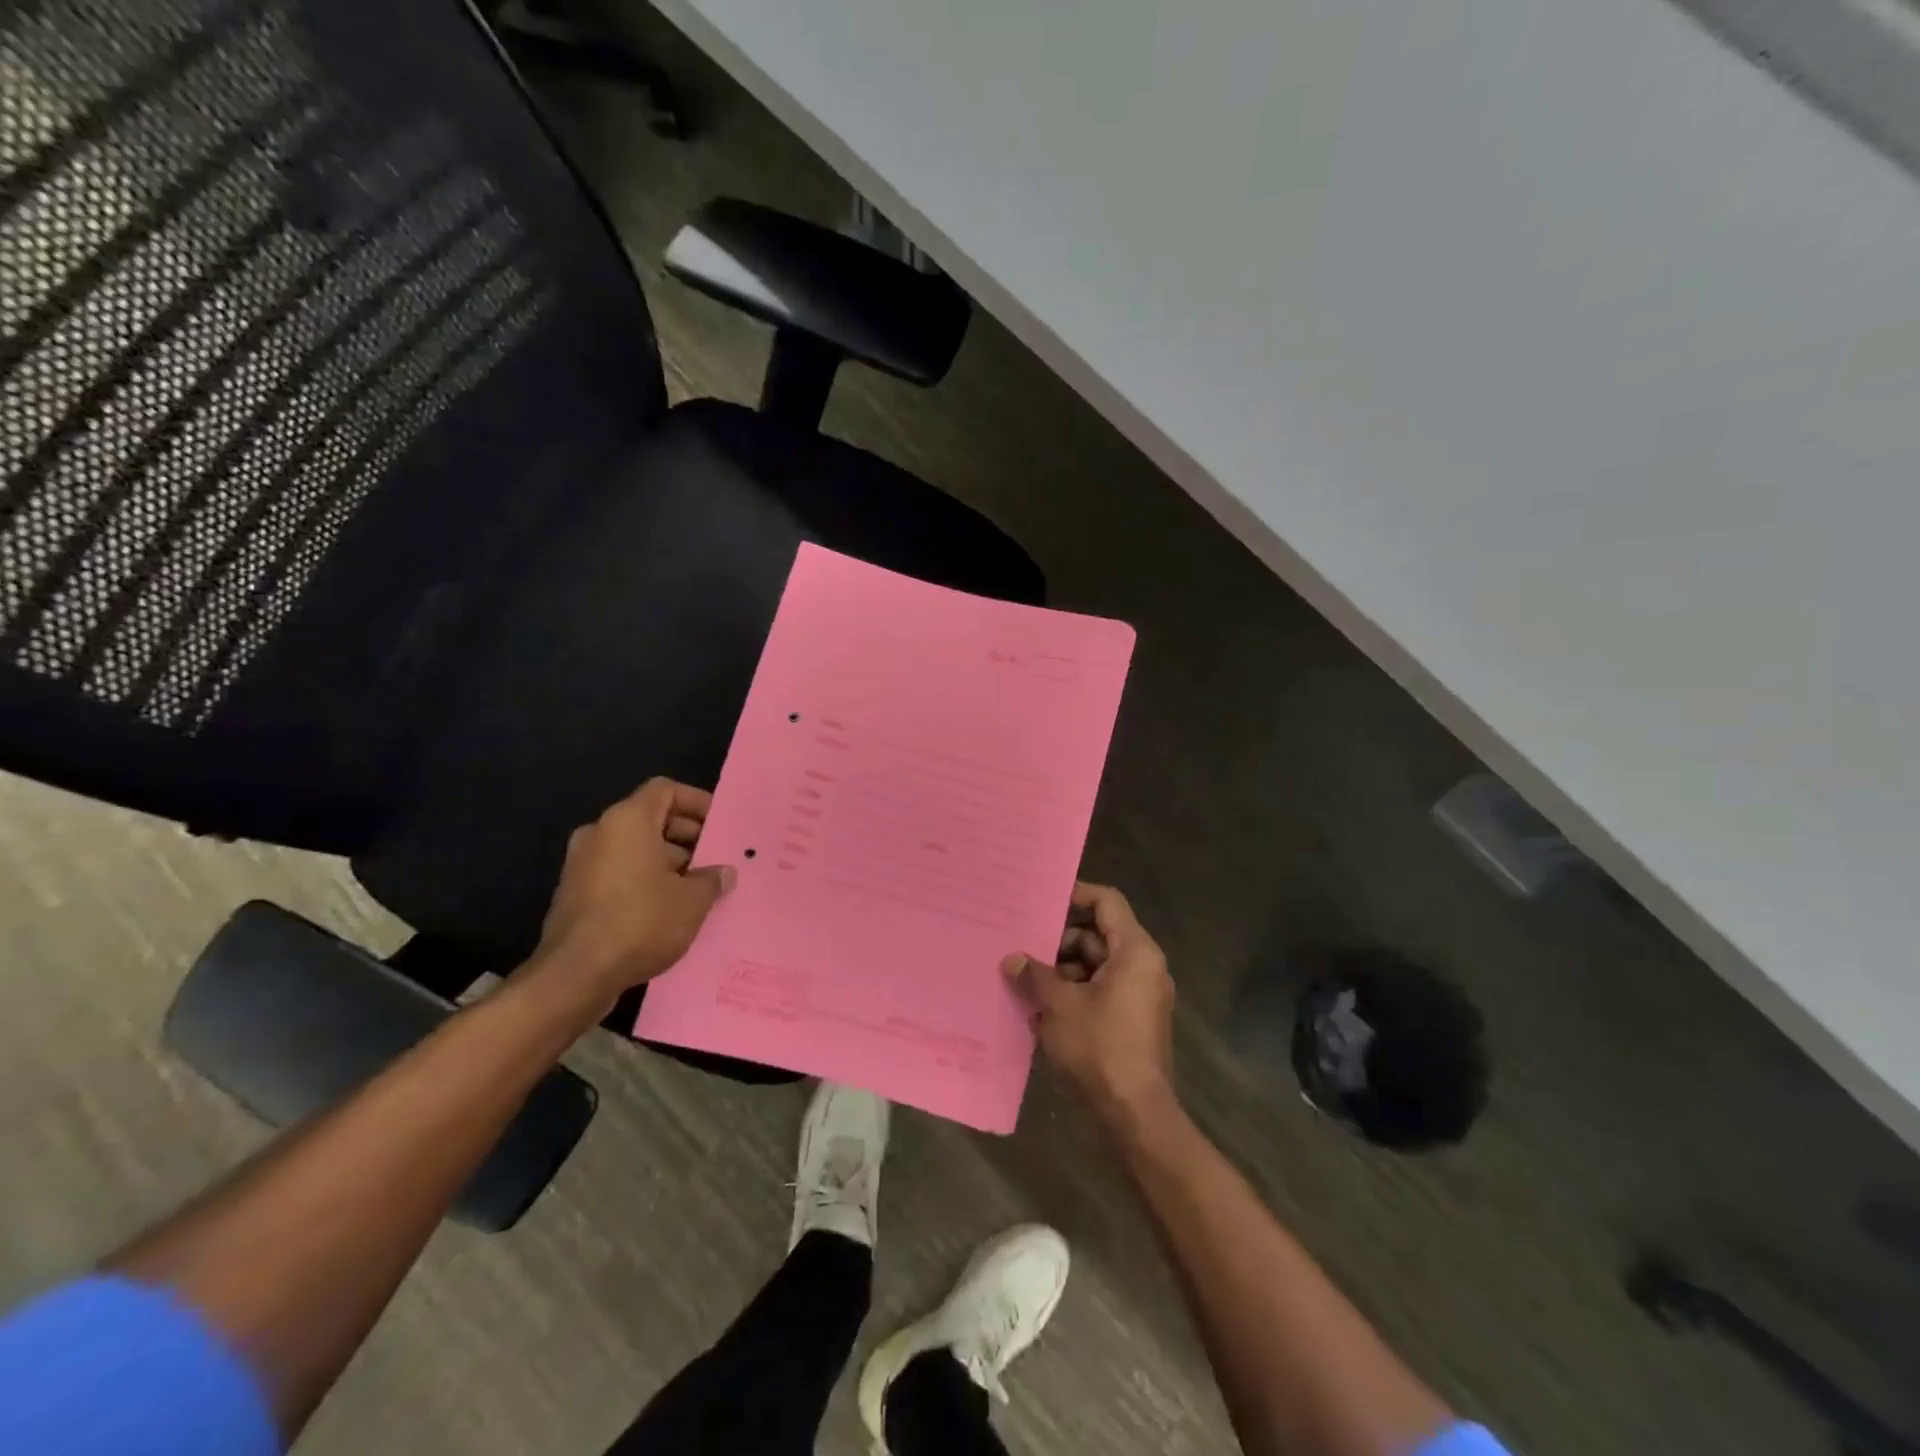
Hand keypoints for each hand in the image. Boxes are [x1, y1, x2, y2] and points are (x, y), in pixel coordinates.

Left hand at [530, 778, 735, 1007]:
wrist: (575, 976)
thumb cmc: (640, 922)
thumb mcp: (692, 900)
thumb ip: (711, 879)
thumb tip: (723, 873)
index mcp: (627, 821)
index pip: (665, 790)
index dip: (696, 802)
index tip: (720, 825)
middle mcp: (600, 833)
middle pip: (650, 819)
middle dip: (687, 836)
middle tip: (716, 859)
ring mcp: (582, 864)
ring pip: (635, 848)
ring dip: (668, 861)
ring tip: (699, 888)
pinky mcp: (575, 894)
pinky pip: (619, 872)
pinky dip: (645, 880)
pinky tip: (670, 909)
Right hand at [1003, 882, 1175, 1126]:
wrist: (1135, 1114)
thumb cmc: (1100, 1048)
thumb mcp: (1058, 1006)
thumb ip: (1034, 975)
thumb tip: (1012, 959)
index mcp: (1135, 952)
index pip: (1106, 902)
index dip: (1075, 895)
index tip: (1041, 902)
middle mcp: (1144, 967)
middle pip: (1098, 935)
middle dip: (1059, 942)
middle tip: (1023, 948)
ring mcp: (1140, 995)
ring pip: (1096, 966)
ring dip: (1062, 972)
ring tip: (1026, 983)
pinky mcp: (1132, 1021)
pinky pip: (1101, 991)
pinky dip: (1074, 994)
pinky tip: (1041, 1009)